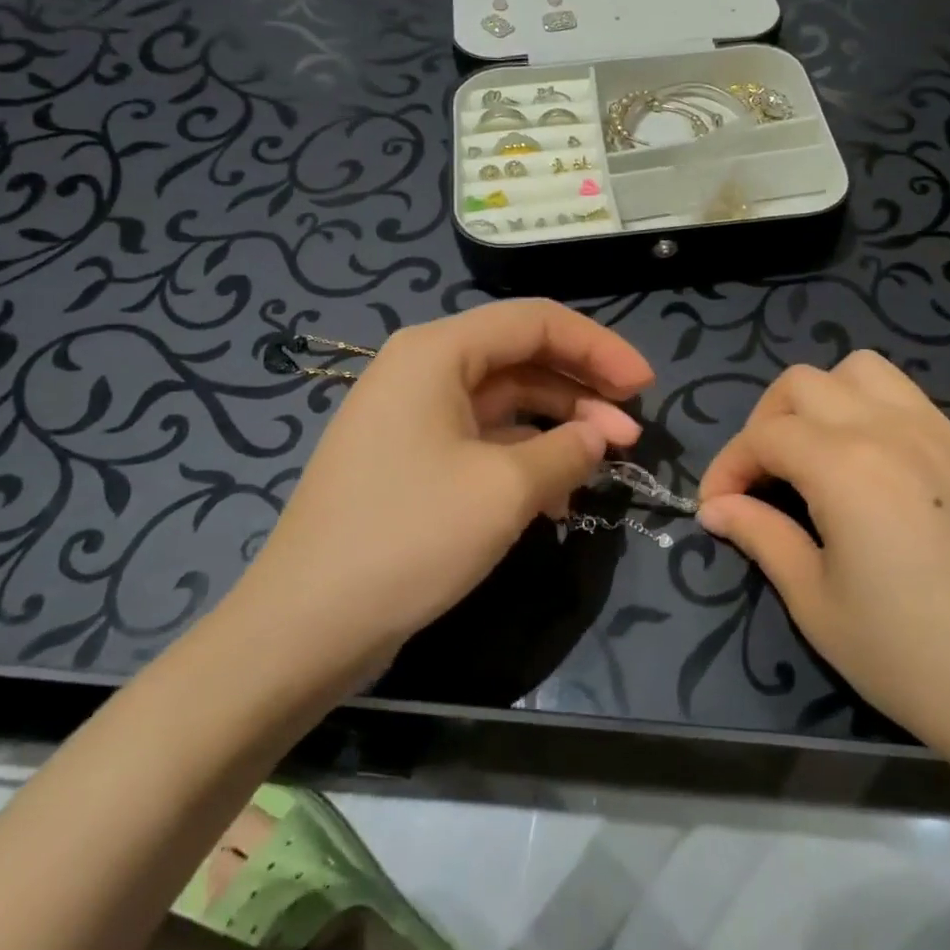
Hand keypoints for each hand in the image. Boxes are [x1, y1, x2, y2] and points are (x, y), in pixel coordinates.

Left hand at [229, 300, 653, 688]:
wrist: (304, 627)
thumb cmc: (409, 537)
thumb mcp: (505, 490)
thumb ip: (568, 450)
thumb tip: (601, 435)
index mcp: (438, 352)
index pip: (536, 322)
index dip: (598, 346)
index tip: (645, 385)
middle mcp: (423, 369)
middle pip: (522, 357)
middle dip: (582, 389)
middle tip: (632, 429)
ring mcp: (414, 416)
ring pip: (506, 401)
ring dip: (559, 426)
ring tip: (606, 461)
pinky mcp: (413, 459)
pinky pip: (483, 439)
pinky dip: (525, 457)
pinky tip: (558, 497)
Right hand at [697, 351, 949, 778]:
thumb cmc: (902, 653)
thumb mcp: (812, 599)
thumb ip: (759, 534)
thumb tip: (715, 507)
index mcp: (844, 466)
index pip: (764, 436)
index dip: (729, 465)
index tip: (716, 506)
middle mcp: (887, 429)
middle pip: (802, 383)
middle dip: (765, 422)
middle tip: (760, 478)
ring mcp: (932, 430)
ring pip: (857, 370)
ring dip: (820, 399)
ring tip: (812, 453)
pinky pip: (901, 393)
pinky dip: (865, 406)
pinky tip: (864, 460)